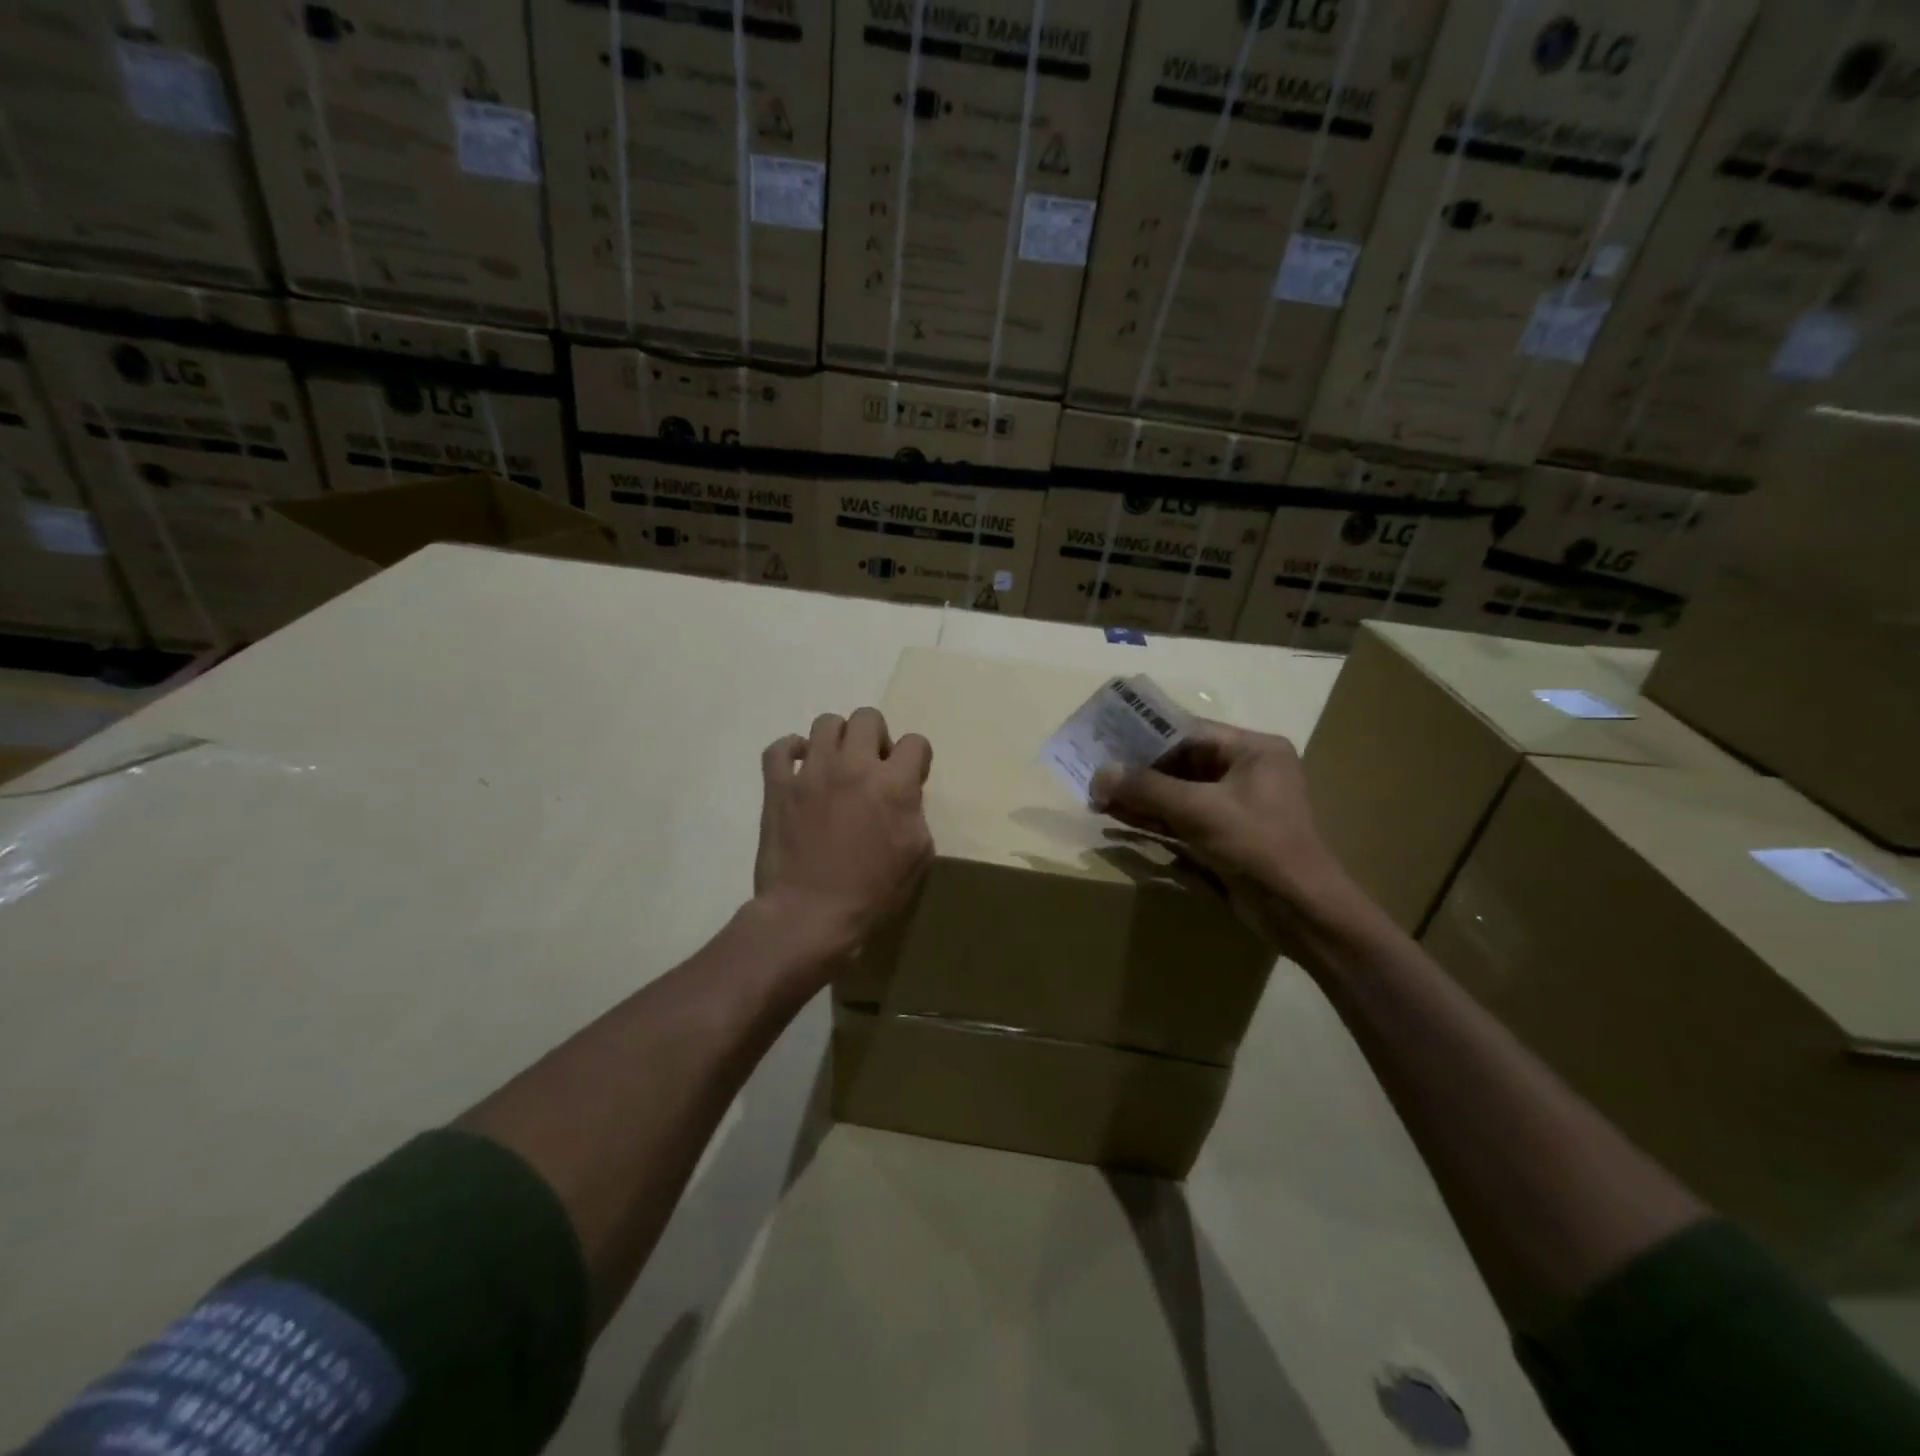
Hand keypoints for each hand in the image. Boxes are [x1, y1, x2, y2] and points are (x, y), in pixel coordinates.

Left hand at [755, 708, 933, 959]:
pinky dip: (791, 750)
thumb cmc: (872, 893)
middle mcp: (853, 766)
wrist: (810, 914)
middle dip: (877, 737)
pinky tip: (800, 766)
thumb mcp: (918, 857)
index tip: (910, 779)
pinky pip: (779, 747)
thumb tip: (903, 797)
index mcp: (893, 784)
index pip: (915, 743)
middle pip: (868, 718)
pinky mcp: (778, 786)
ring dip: (837, 740)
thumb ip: (915, 814)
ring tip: (836, 765)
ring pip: (826, 723)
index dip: (916, 759)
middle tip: (873, 766)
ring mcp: (811, 772)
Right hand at [1089, 722, 1354, 944]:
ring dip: (1140, 796)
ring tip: (1097, 799)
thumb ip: (1147, 788)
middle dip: (1137, 772)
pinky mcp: (1223, 834)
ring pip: (1176, 792)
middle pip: (1180, 761)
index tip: (1104, 742)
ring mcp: (1234, 805)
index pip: (1189, 732)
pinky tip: (1118, 817)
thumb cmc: (1257, 845)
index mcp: (1254, 750)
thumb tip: (1099, 775)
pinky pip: (1181, 817)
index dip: (1144, 737)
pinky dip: (1152, 817)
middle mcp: (1245, 770)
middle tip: (1095, 776)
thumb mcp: (1199, 810)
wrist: (1299, 912)